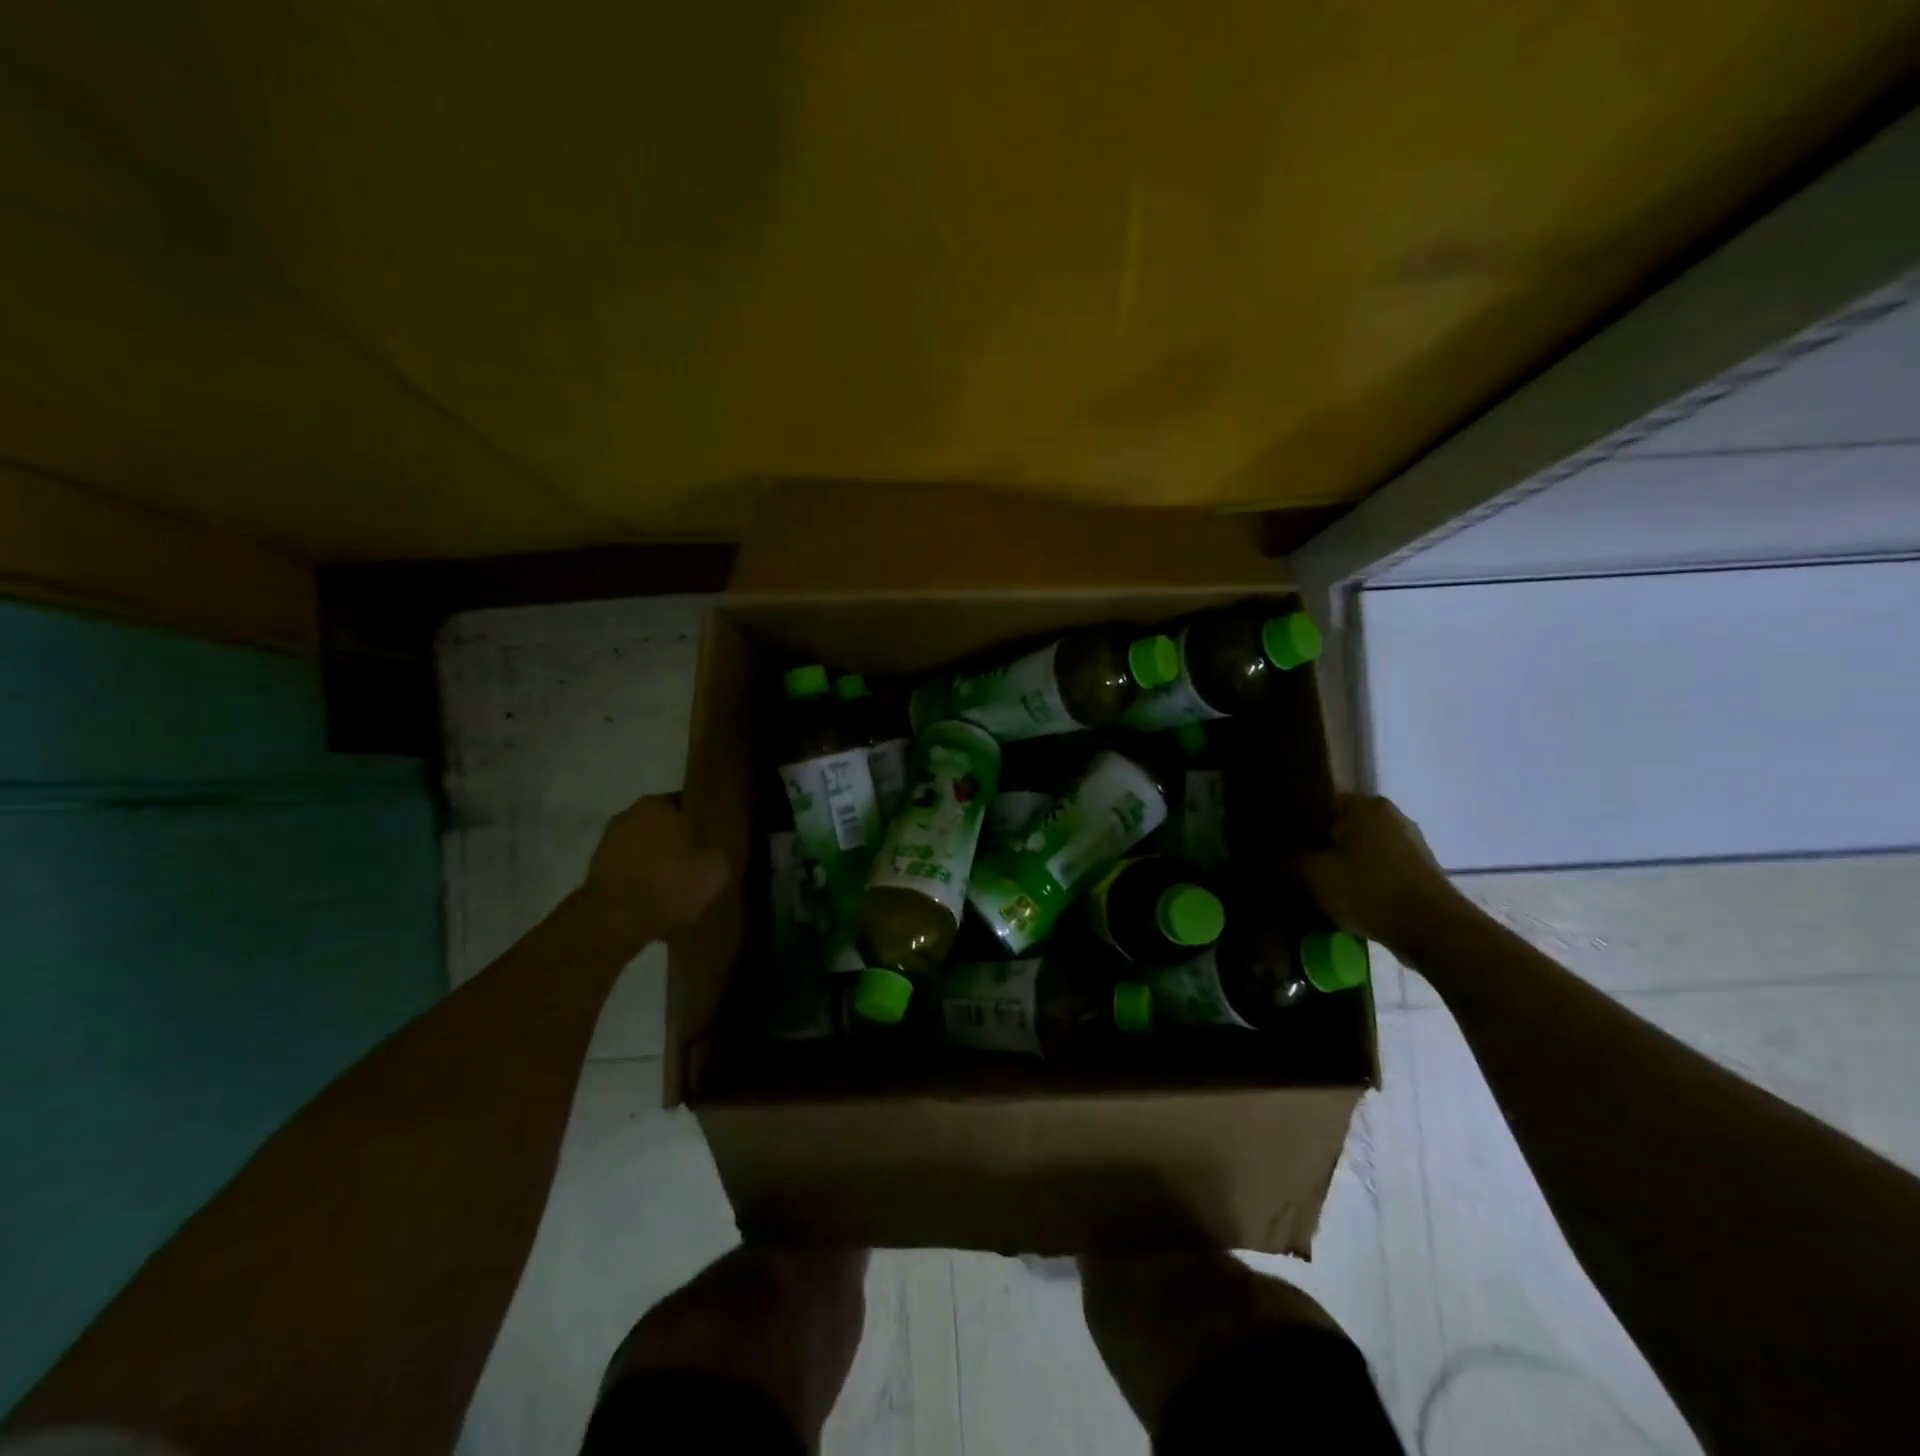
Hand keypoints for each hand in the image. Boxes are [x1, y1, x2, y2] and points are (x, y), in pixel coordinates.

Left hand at [582, 794, 730, 936]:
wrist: (616, 920)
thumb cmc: (671, 882)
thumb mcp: (716, 868)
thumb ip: (717, 852)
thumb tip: (713, 853)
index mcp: (658, 804)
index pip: (687, 805)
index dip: (702, 824)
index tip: (713, 842)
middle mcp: (628, 815)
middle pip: (663, 828)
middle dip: (677, 844)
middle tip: (697, 866)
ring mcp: (607, 844)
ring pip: (644, 851)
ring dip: (657, 866)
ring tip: (676, 890)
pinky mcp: (595, 873)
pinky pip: (629, 874)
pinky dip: (640, 885)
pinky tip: (655, 904)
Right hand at [1295, 794, 1467, 951]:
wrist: (1434, 931)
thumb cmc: (1369, 891)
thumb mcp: (1315, 876)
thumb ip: (1290, 861)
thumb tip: (1277, 856)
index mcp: (1363, 806)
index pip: (1319, 802)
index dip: (1297, 823)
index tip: (1281, 843)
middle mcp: (1389, 815)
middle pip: (1341, 825)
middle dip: (1320, 844)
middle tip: (1295, 864)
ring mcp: (1410, 841)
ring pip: (1361, 847)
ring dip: (1342, 862)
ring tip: (1319, 884)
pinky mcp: (1420, 868)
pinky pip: (1379, 865)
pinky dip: (1363, 877)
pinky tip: (1348, 896)